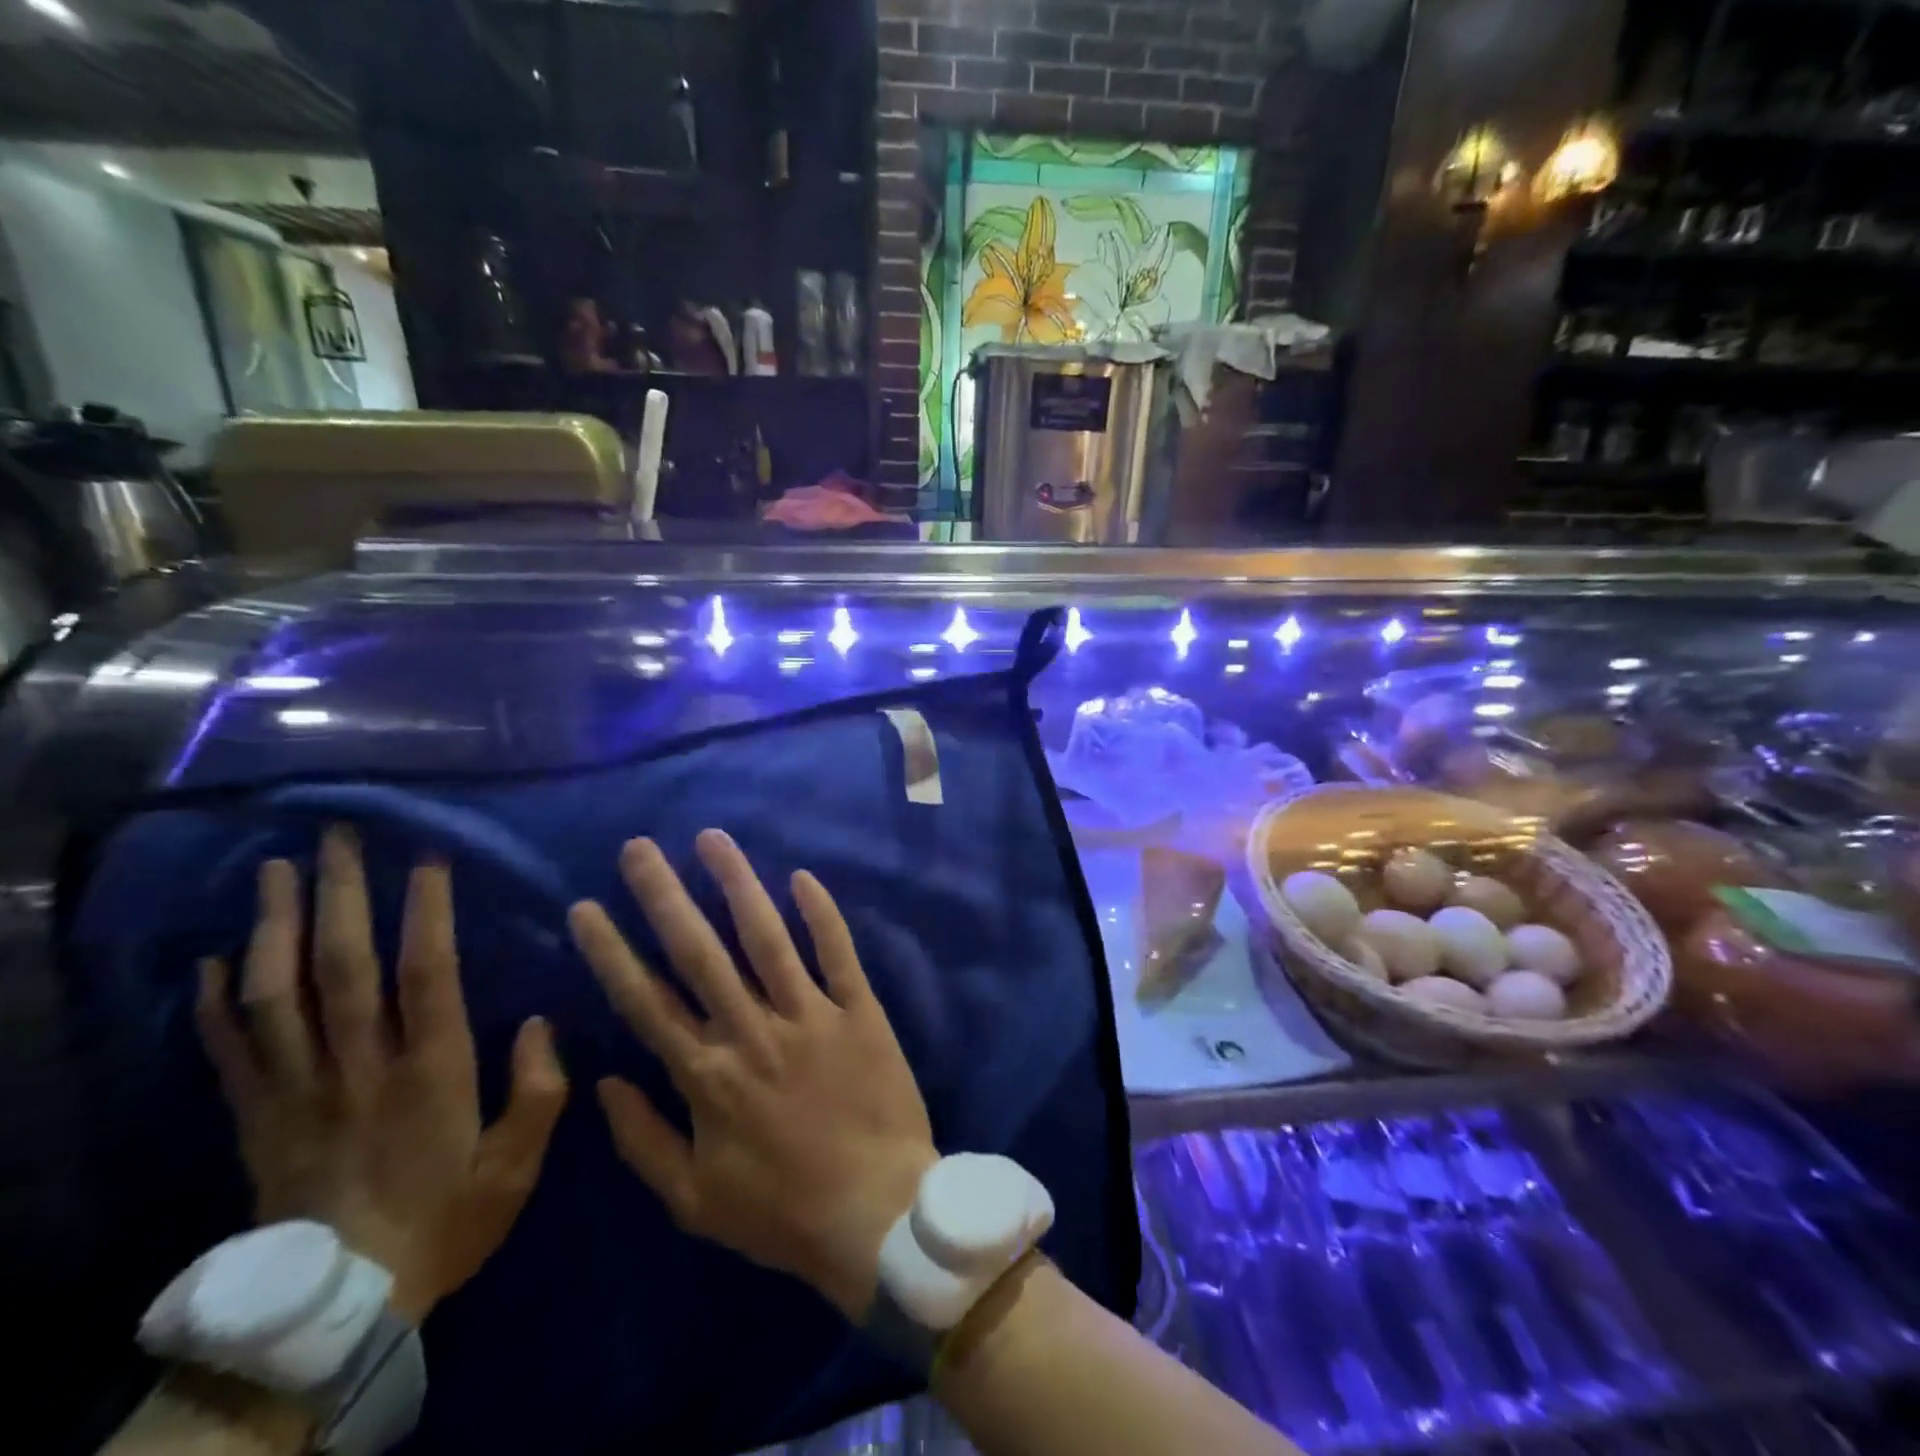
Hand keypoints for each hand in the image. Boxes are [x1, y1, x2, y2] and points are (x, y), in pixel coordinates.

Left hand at [195, 827, 568, 1323]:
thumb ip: (540, 1089)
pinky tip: (216, 957)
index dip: (427, 910)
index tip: (427, 857)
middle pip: (343, 966)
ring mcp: (297, 1089)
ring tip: (275, 871)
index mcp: (430, 1070)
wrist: (336, 1306)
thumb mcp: (517, 1164)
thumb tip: (542, 1020)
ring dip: (272, 927)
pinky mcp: (256, 1116)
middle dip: (340, 894)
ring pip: (276, 994)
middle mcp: (359, 1066)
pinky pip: (227, 1049)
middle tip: (337, 836)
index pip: (428, 973)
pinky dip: (216, 1000)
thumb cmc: (445, 1219)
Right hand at [568, 830, 936, 1319]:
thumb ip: (643, 1140)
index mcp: (706, 1074)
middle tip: (639, 847)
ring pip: (766, 936)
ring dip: (737, 883)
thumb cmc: (782, 1212)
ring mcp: (809, 1014)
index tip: (585, 907)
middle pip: (699, 951)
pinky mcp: (859, 1009)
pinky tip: (801, 876)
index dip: (612, 952)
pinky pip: (837, 951)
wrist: (877, 1214)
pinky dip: (821, 913)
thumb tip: (603, 1083)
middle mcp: (752, 1030)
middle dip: (664, 895)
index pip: (646, 1000)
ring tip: (712, 838)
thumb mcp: (693, 1200)